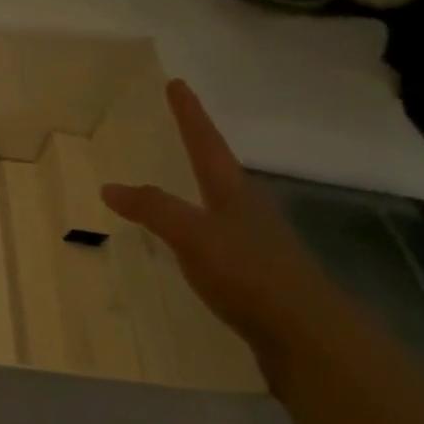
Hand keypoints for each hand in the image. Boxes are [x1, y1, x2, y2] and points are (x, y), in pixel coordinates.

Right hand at [101, 79, 330, 347]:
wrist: (312, 340)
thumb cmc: (250, 275)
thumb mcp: (193, 235)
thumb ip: (153, 209)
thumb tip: (110, 186)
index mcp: (234, 193)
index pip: (206, 143)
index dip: (190, 114)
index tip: (177, 83)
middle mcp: (250, 212)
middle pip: (221, 171)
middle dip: (199, 150)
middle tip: (177, 132)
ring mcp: (259, 244)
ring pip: (223, 206)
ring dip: (200, 191)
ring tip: (177, 186)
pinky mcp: (259, 277)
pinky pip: (221, 240)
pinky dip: (200, 230)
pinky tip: (190, 247)